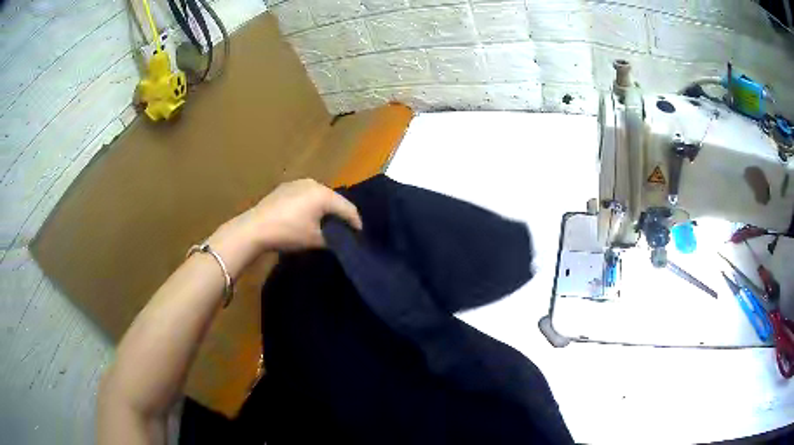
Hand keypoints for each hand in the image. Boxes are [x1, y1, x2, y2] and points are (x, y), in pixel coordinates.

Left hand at [249, 178, 362, 250]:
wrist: (254, 228)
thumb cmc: (288, 233)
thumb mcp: (315, 240)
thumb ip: (333, 239)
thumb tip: (340, 240)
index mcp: (324, 195)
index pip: (348, 208)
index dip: (356, 223)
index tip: (360, 235)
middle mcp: (313, 183)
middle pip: (334, 199)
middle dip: (340, 214)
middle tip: (344, 229)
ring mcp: (297, 183)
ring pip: (319, 196)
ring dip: (325, 208)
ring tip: (326, 222)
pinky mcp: (284, 187)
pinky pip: (305, 195)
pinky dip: (311, 205)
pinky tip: (306, 216)